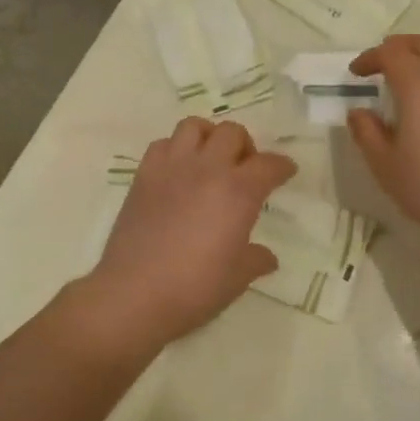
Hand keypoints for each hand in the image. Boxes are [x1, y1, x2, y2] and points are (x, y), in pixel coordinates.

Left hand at [86, 118, 296, 351]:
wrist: (133, 294)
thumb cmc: (194, 288)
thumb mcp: (236, 278)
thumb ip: (256, 260)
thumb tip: (267, 256)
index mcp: (238, 192)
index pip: (268, 165)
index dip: (282, 166)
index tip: (286, 172)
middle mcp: (207, 169)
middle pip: (232, 133)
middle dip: (245, 146)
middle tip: (245, 169)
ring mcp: (172, 168)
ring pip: (194, 126)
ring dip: (209, 137)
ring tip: (210, 160)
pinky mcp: (144, 175)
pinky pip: (162, 144)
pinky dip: (175, 149)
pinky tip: (178, 172)